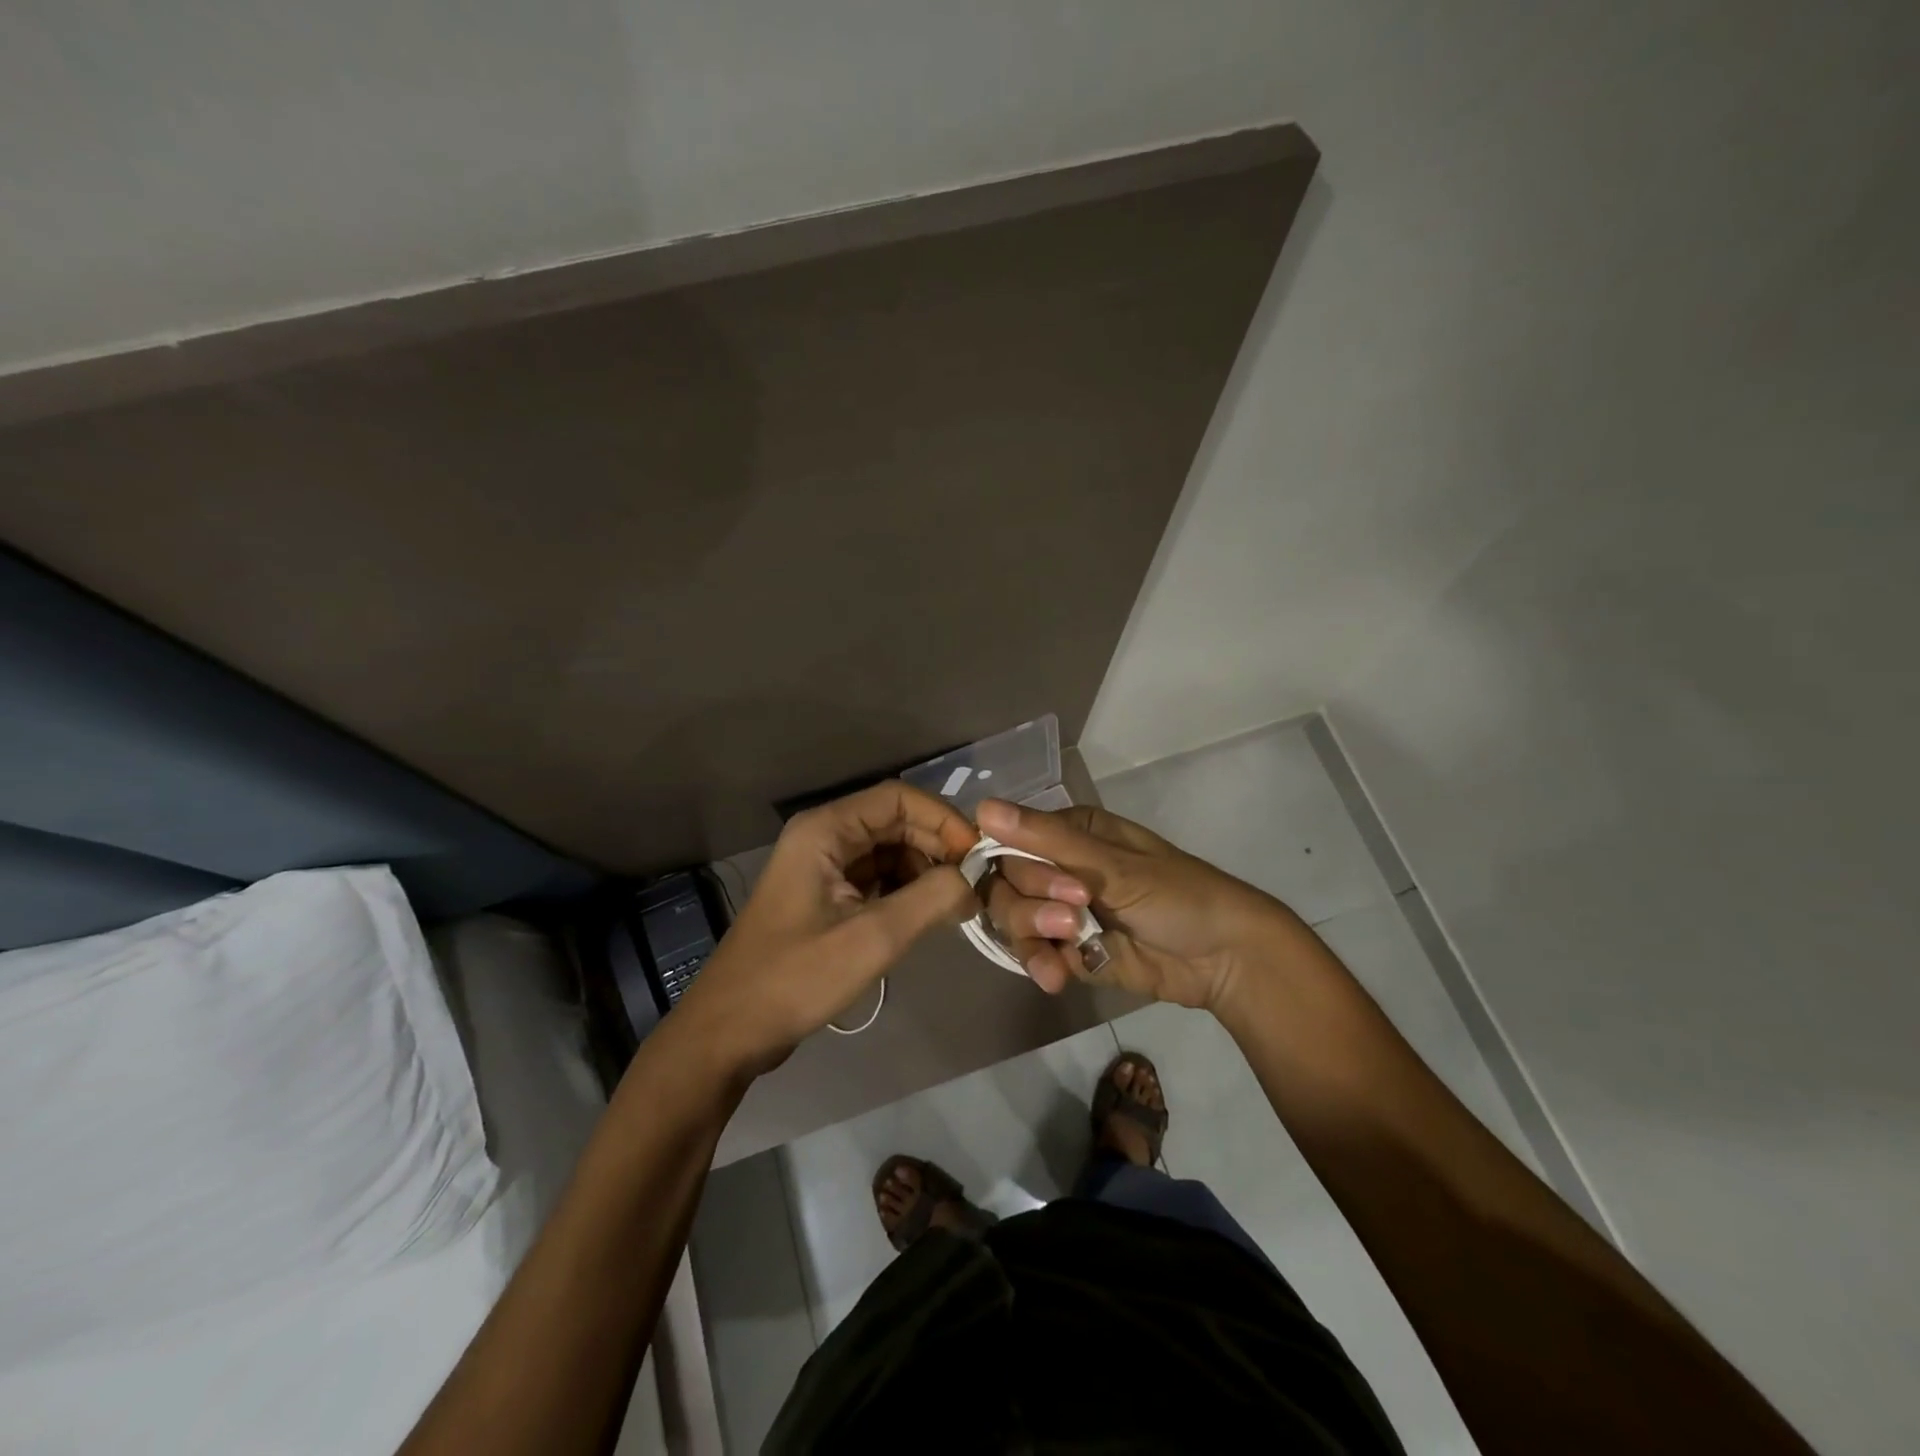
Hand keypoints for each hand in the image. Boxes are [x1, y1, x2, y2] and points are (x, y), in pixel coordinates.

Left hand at [671, 781, 980, 1079]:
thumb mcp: (873, 938)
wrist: (728, 1032)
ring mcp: (822, 866)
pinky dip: (905, 891)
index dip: (943, 820)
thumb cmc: (795, 978)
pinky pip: (875, 878)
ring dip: (924, 871)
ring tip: (956, 905)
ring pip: (888, 851)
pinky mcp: (825, 896)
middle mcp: (823, 836)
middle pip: (895, 822)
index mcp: (825, 830)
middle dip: (937, 848)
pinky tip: (928, 916)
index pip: (898, 798)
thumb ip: (931, 899)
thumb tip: (973, 880)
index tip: (977, 856)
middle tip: (973, 886)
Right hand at [975, 797, 1290, 1010]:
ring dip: (1033, 934)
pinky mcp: (1068, 951)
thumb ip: (1046, 840)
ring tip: (1071, 945)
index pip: (1009, 840)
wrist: (1224, 958)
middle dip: (1032, 902)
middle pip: (1006, 883)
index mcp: (1070, 832)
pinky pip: (1033, 954)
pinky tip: (1057, 978)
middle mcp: (1058, 866)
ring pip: (1014, 919)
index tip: (1032, 881)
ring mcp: (1061, 910)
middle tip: (1072, 914)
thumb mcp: (1112, 864)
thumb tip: (982, 808)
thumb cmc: (1177, 894)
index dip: (1010, 863)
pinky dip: (1040, 964)